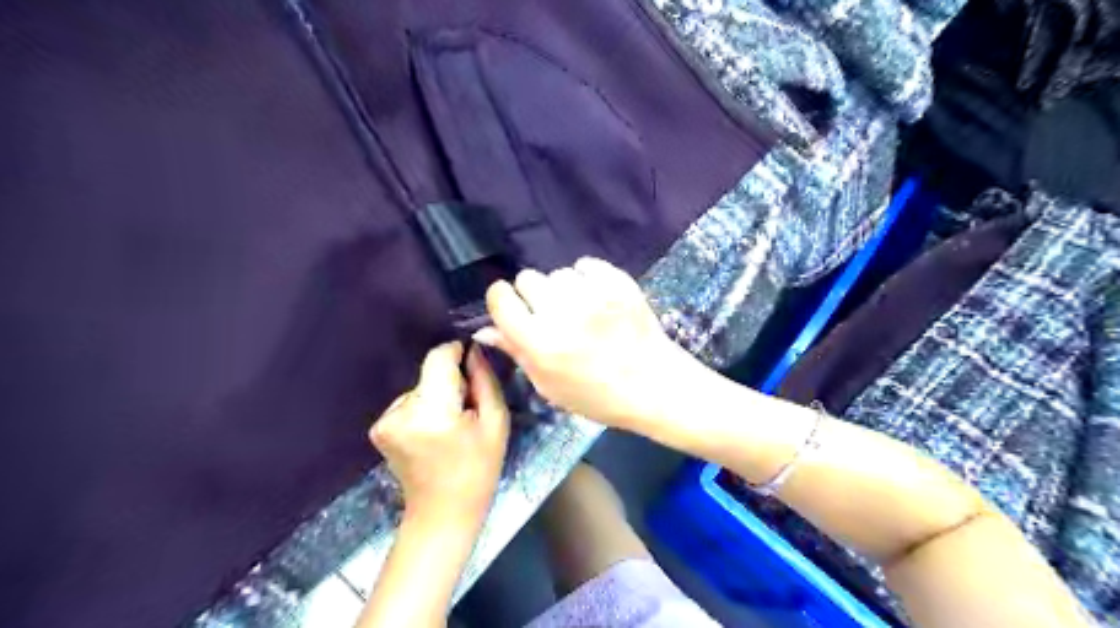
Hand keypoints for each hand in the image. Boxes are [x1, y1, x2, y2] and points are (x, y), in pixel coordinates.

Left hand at [371, 345, 509, 519]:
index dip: (456, 352)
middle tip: (467, 410)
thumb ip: (485, 381)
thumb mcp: (496, 423)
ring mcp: (385, 421)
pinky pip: (408, 403)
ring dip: (437, 396)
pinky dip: (423, 409)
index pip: (438, 358)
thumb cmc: (478, 468)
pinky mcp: (379, 428)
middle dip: (450, 383)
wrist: (442, 512)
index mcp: (432, 411)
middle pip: (430, 374)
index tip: (472, 361)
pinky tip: (433, 433)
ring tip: (450, 426)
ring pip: (420, 388)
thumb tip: (474, 350)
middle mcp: (401, 412)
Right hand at [473, 257, 696, 429]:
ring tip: (580, 311)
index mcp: (539, 343)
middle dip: (533, 295)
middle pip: (527, 278)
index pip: (500, 298)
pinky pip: (586, 265)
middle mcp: (562, 313)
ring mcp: (593, 294)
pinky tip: (597, 299)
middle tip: (552, 316)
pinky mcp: (618, 282)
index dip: (503, 301)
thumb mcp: (548, 385)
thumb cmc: (596, 395)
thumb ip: (516, 351)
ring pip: (558, 272)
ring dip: (562, 289)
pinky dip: (587, 278)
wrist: (653, 385)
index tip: (513, 309)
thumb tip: (485, 328)